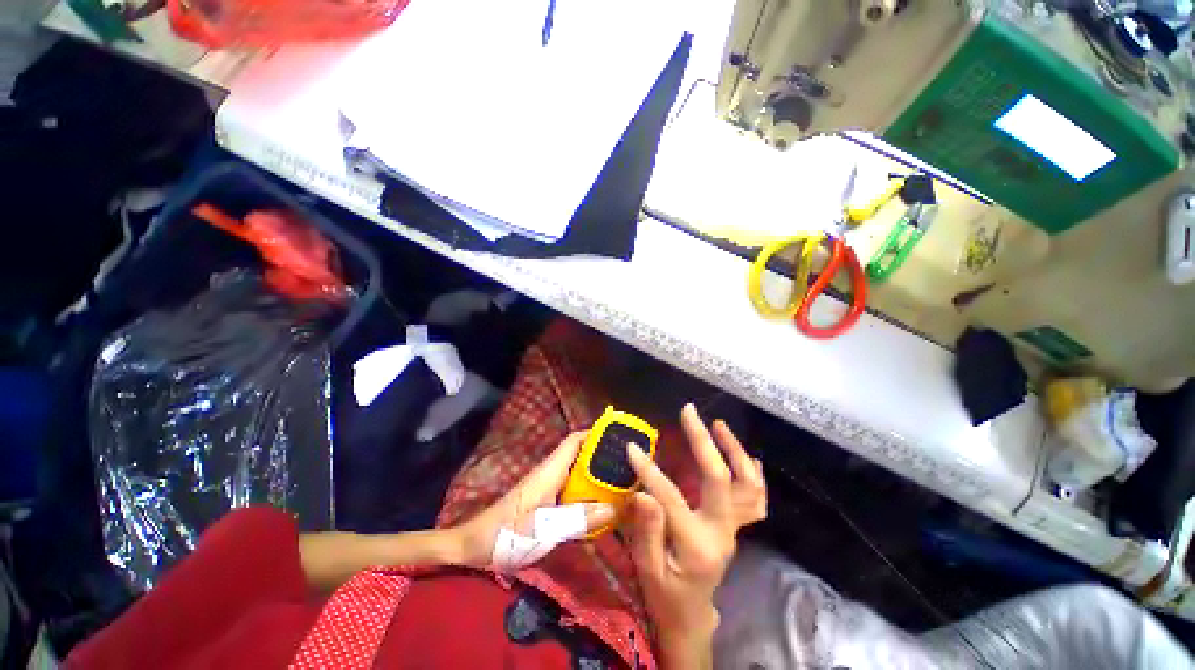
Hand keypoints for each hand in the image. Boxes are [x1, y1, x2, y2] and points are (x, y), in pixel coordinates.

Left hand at [454, 431, 614, 569]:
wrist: (473, 548)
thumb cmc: (506, 534)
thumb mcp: (544, 528)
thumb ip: (579, 518)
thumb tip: (615, 507)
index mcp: (549, 471)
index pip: (574, 441)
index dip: (595, 434)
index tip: (618, 436)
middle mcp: (550, 474)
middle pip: (579, 455)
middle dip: (602, 456)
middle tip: (628, 464)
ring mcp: (547, 489)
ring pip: (577, 474)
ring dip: (596, 475)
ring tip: (622, 482)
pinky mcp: (545, 504)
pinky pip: (572, 491)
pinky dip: (587, 493)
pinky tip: (601, 506)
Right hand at [625, 404, 766, 667]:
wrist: (691, 616)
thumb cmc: (665, 595)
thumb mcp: (648, 571)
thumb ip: (646, 533)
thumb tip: (644, 493)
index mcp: (697, 546)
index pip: (672, 498)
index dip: (650, 471)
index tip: (632, 447)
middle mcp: (723, 532)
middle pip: (722, 479)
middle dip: (704, 441)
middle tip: (688, 412)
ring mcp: (733, 528)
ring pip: (748, 485)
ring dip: (735, 451)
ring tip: (718, 424)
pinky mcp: (735, 525)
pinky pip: (755, 498)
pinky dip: (753, 475)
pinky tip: (747, 457)